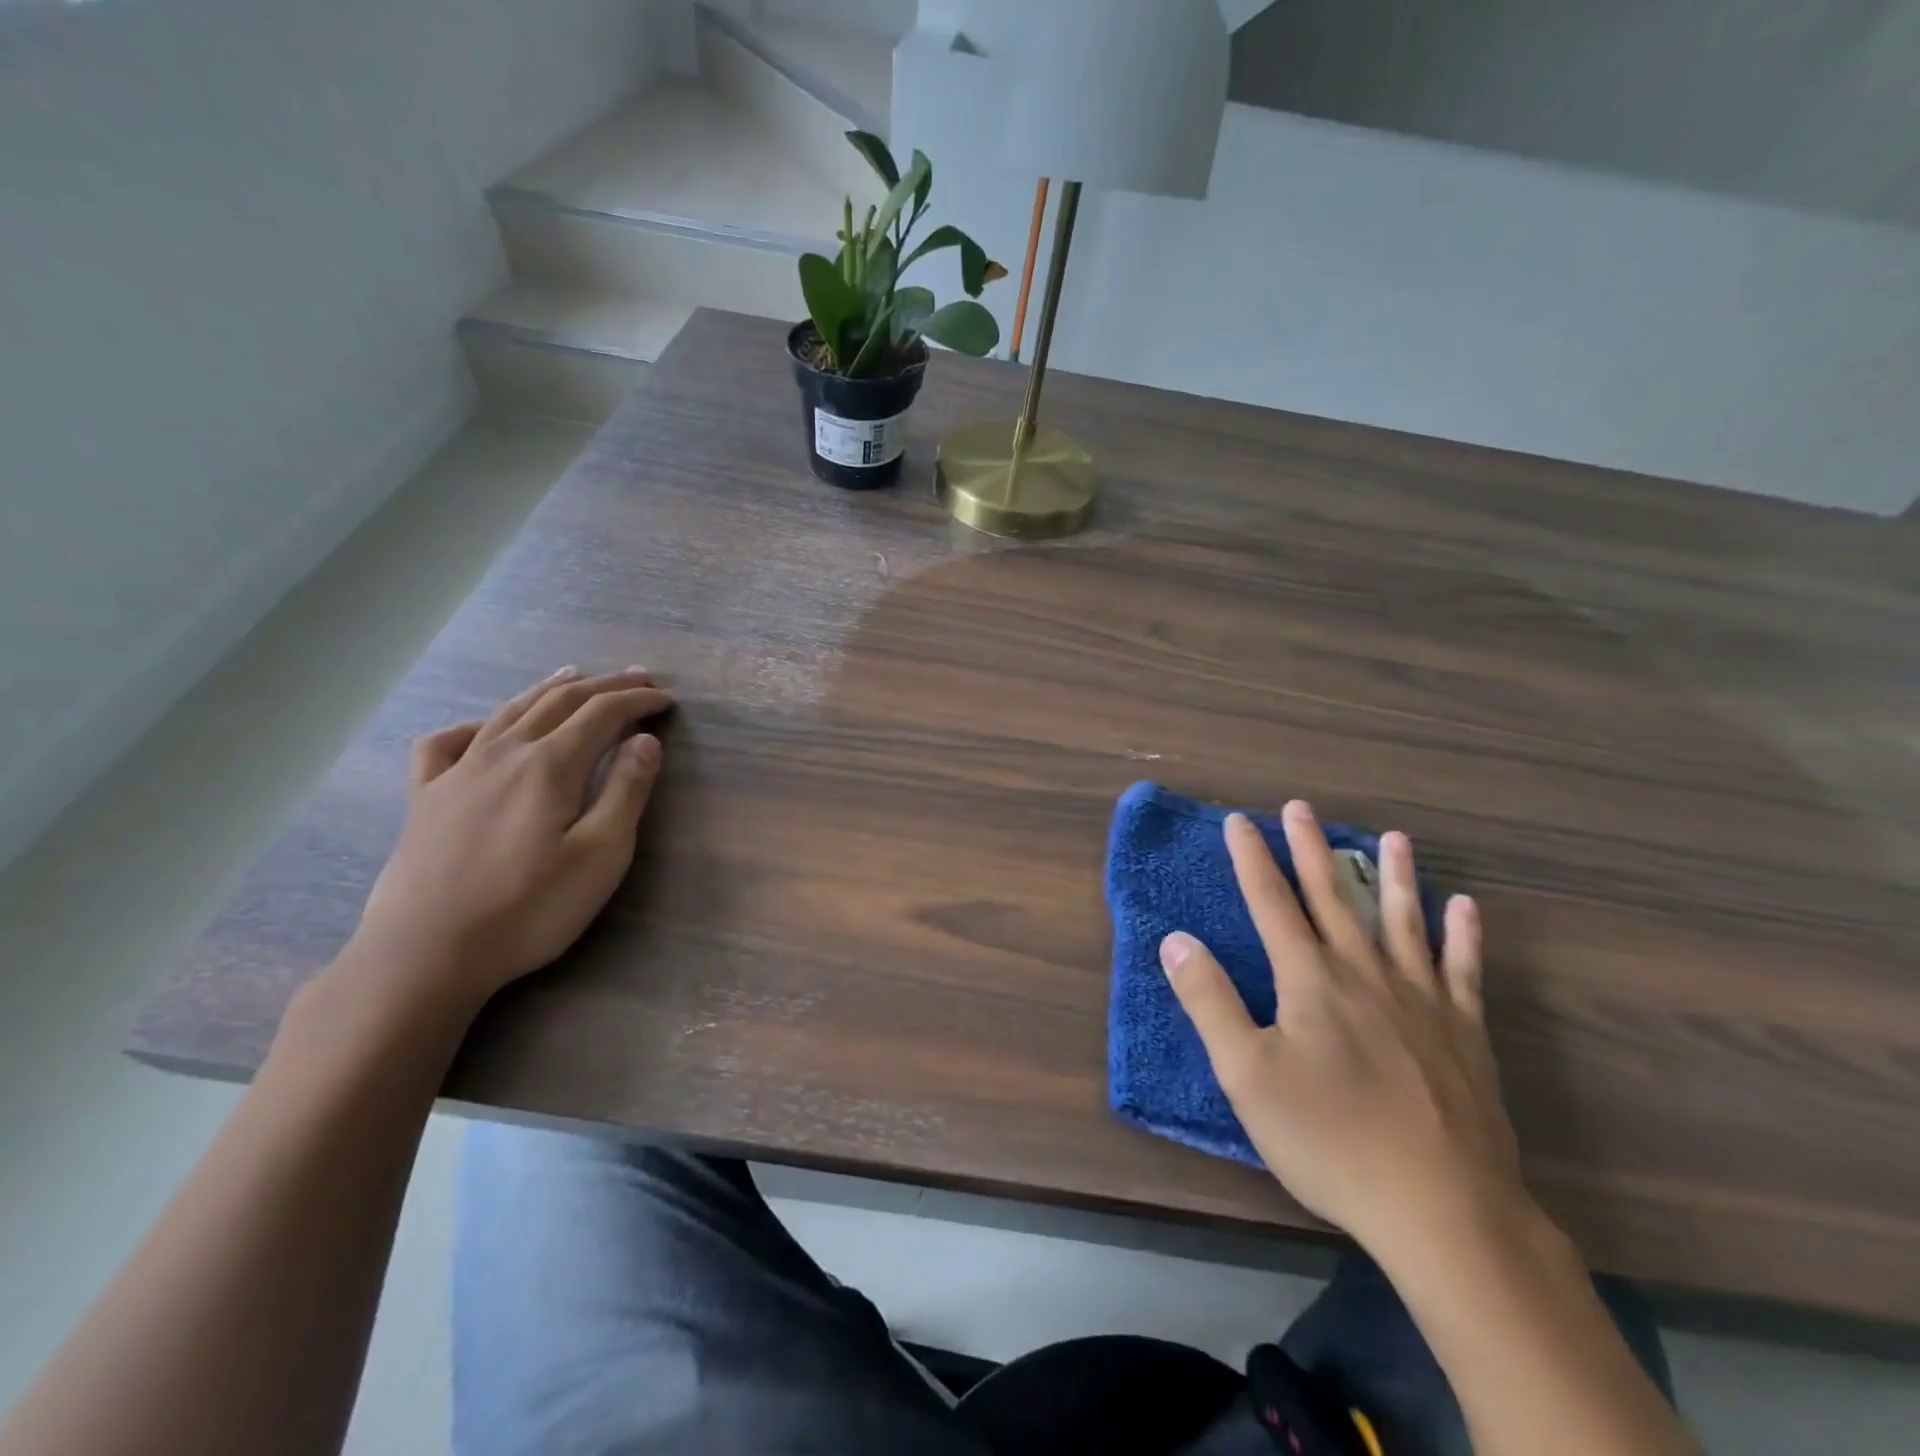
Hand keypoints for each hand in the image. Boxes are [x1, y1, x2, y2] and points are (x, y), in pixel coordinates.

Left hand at [354, 666, 672, 1005]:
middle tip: (638, 678)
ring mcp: (457, 772)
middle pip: (559, 702)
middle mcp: (503, 753)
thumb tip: (645, 741)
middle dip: (604, 686)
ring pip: (509, 712)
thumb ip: (626, 791)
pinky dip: (475, 724)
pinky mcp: (425, 798)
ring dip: (548, 689)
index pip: (603, 714)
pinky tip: (485, 728)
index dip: (638, 700)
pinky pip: (446, 743)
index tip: (666, 699)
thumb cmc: (529, 908)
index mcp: (550, 765)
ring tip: (572, 675)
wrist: (425, 954)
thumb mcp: (601, 854)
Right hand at [1162, 802, 1530, 1264]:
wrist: (1444, 1209)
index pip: (1271, 904)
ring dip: (1394, 876)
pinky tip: (1465, 907)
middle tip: (1302, 808)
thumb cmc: (1330, 1139)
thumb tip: (1176, 939)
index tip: (1239, 821)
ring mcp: (1421, 1000)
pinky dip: (1463, 936)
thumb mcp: (1246, 1075)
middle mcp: (1365, 973)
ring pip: (1403, 921)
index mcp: (1310, 980)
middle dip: (1312, 850)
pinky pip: (1463, 970)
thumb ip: (1209, 1001)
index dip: (1252, 860)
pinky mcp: (1464, 1033)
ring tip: (1392, 837)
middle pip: (1333, 898)